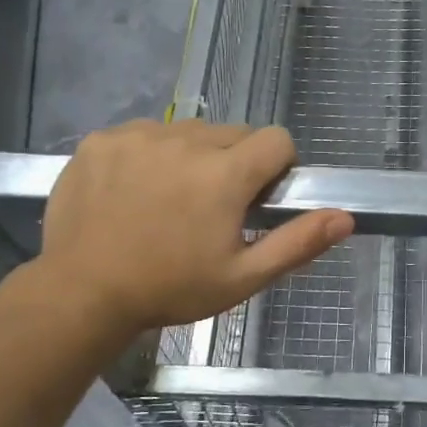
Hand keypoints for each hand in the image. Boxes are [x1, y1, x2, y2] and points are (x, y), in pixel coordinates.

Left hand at [20, 119, 352, 348]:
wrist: (82, 294)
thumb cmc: (171, 289)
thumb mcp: (242, 277)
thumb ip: (297, 243)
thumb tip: (345, 216)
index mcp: (225, 173)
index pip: (277, 139)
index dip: (278, 167)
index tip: (259, 199)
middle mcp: (186, 141)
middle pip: (233, 133)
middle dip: (235, 164)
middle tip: (212, 208)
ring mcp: (139, 136)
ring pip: (188, 132)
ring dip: (192, 157)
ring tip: (169, 201)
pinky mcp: (102, 139)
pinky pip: (144, 133)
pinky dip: (149, 155)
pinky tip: (133, 192)